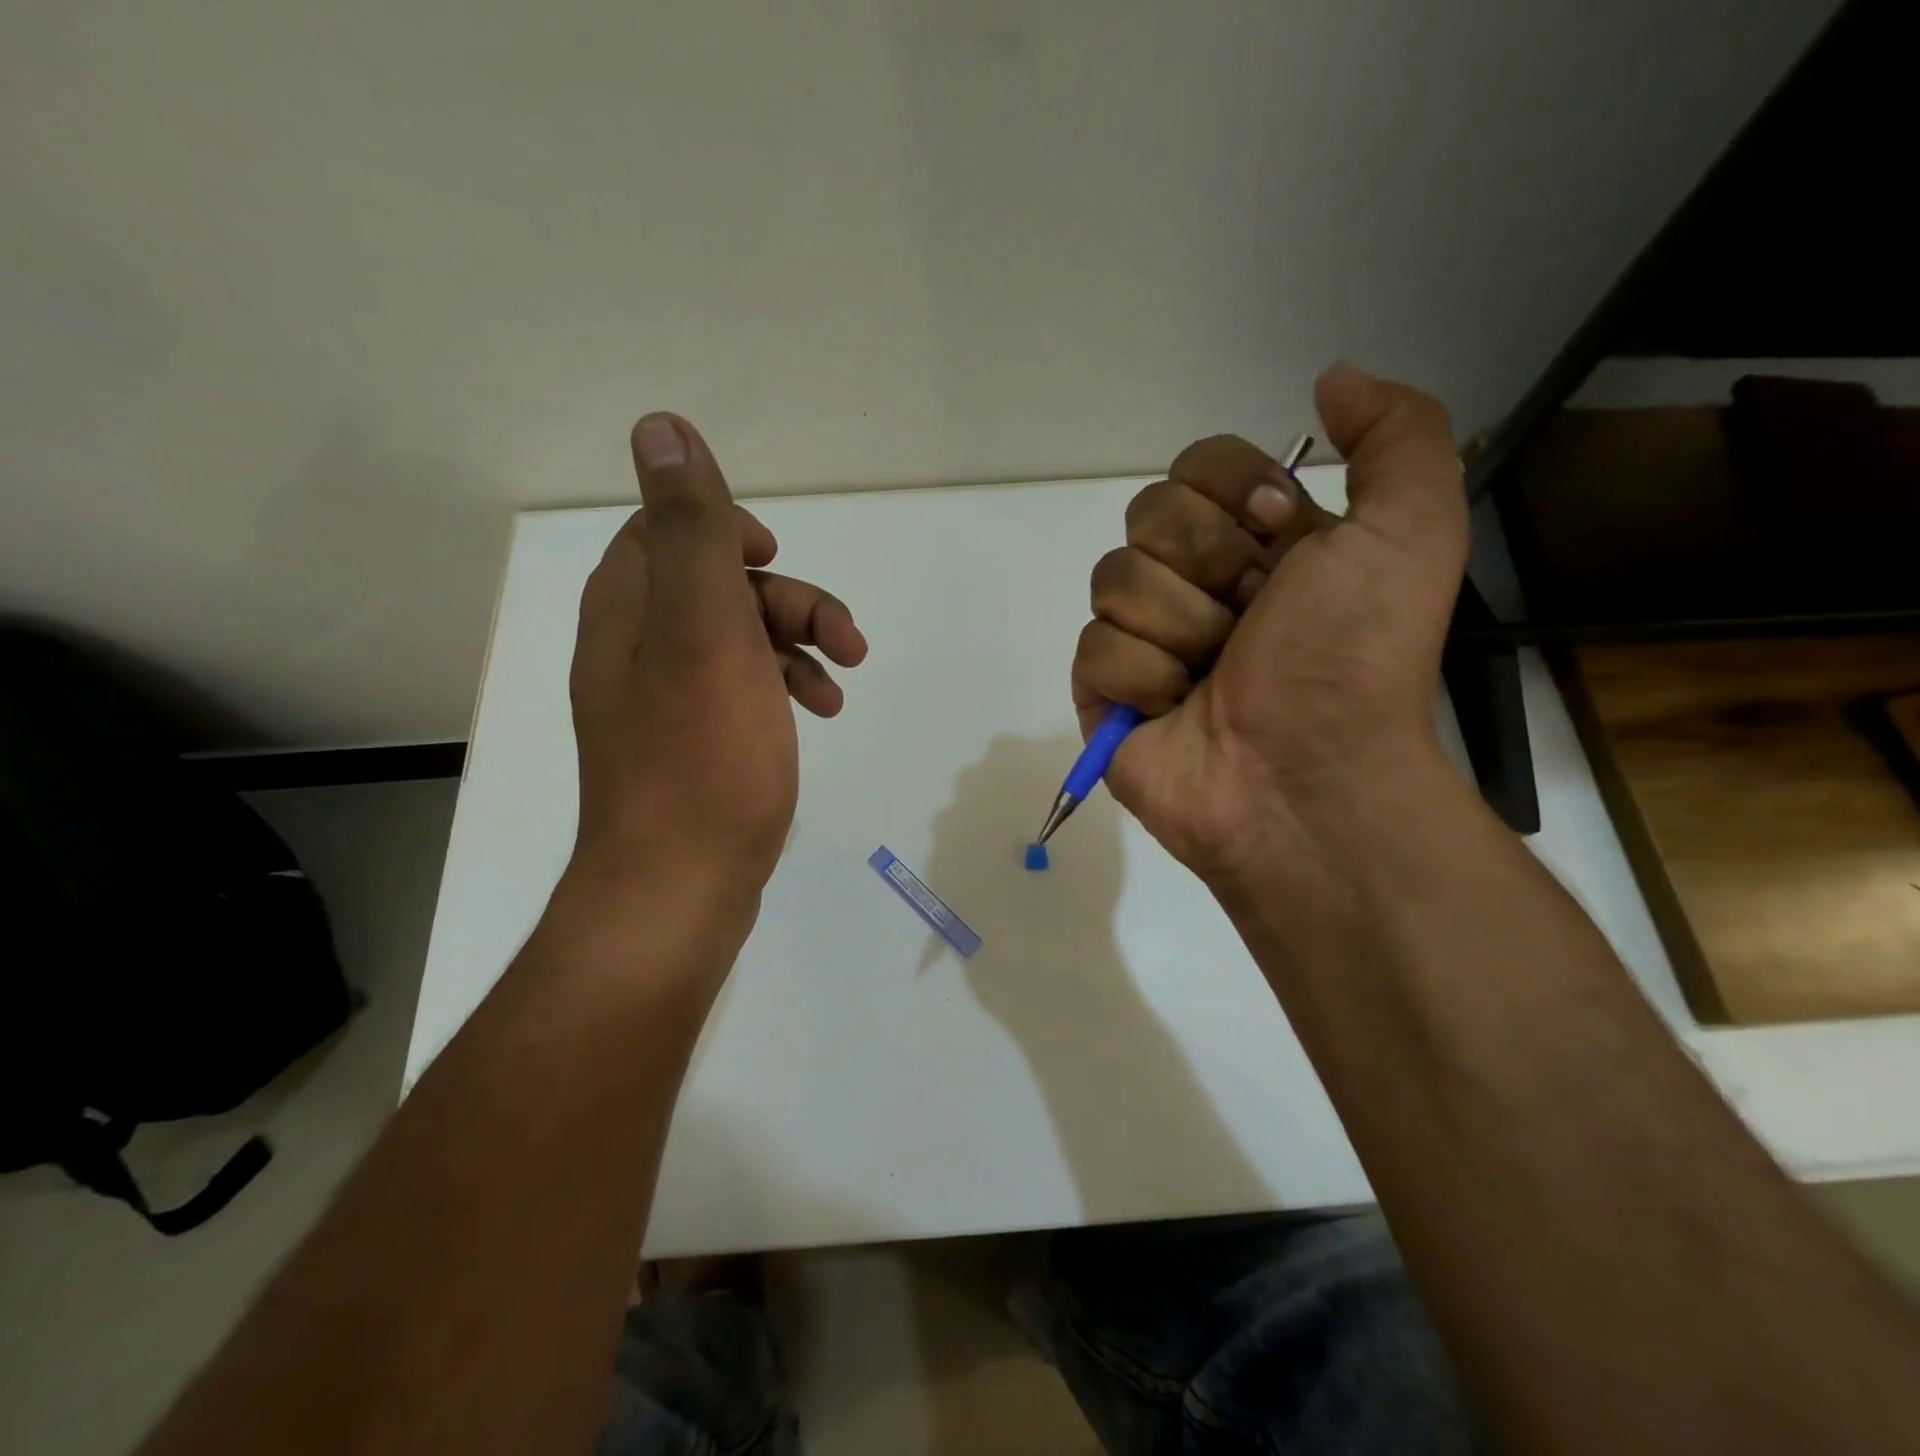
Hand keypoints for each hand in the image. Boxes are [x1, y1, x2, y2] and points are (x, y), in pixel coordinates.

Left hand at [567, 413, 867, 924]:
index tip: (775, 555)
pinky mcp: (695, 746)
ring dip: (797, 644)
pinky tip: (822, 712)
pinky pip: (742, 691)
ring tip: (845, 679)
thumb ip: (690, 532)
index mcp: (628, 612)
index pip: (663, 533)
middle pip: (714, 588)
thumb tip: (662, 427)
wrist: (680, 888)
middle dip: (786, 599)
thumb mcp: (705, 631)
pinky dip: (785, 688)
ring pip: (737, 641)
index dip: (723, 529)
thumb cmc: (702, 758)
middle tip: (844, 637)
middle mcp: (635, 649)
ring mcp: (664, 703)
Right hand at [1070, 367, 1467, 884]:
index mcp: (1258, 540)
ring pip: (1114, 578)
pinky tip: (1176, 709)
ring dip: (1179, 627)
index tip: (1279, 538)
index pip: (1197, 462)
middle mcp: (1197, 580)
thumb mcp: (1413, 530)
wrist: (1306, 777)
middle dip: (1206, 564)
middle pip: (1147, 513)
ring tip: (1215, 675)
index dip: (1232, 491)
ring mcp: (1146, 637)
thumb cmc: (1354, 657)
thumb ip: (1397, 433)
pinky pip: (1094, 648)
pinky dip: (1143, 680)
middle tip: (1250, 619)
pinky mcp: (1105, 692)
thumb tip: (1331, 380)